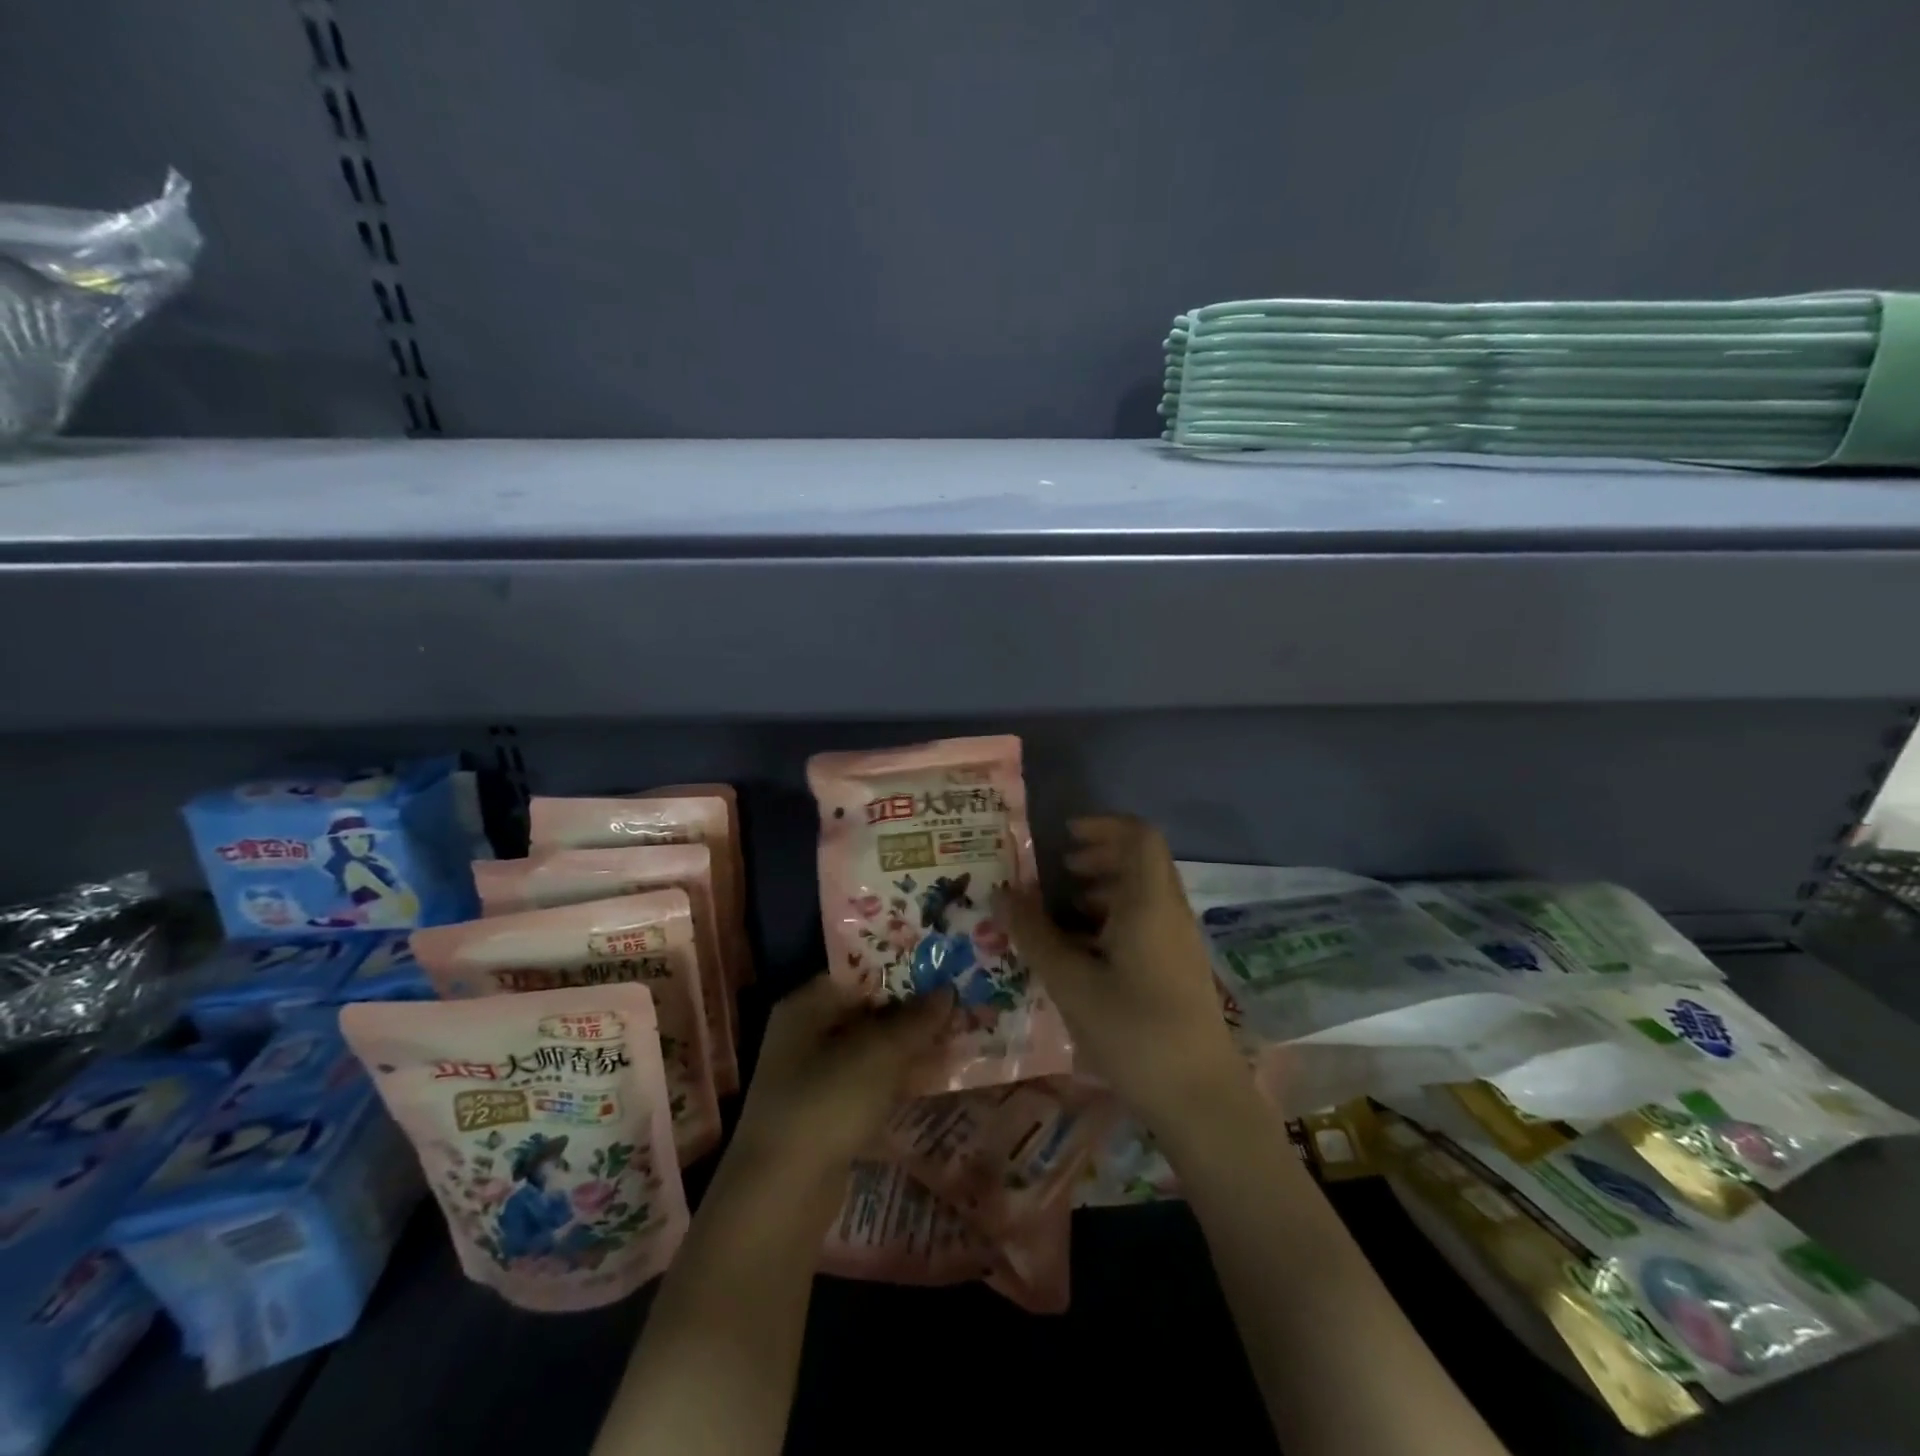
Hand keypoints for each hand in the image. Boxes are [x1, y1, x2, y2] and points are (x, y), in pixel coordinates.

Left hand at [730, 975, 951, 1186]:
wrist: (782, 1194)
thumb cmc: (828, 1101)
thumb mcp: (880, 1053)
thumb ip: (917, 1020)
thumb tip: (948, 991)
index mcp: (807, 1004)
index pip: (859, 972)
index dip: (901, 969)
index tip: (941, 967)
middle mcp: (805, 1033)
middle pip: (866, 1011)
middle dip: (911, 1010)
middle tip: (958, 1002)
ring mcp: (813, 1076)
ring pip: (870, 1049)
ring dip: (908, 1046)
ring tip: (956, 1036)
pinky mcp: (824, 1113)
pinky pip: (868, 1083)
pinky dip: (896, 1079)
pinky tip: (931, 1078)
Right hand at [1001, 816, 1248, 1134]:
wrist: (1200, 1099)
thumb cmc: (1133, 1032)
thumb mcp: (1071, 982)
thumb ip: (1034, 934)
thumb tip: (1003, 894)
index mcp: (1149, 903)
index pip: (1138, 836)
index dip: (1102, 825)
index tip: (1064, 837)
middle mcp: (1169, 912)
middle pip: (1140, 862)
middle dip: (1098, 857)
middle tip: (1058, 871)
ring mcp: (1179, 941)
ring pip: (1143, 893)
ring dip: (1104, 889)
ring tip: (1064, 911)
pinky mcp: (1179, 968)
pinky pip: (1147, 922)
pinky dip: (1114, 918)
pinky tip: (1084, 951)